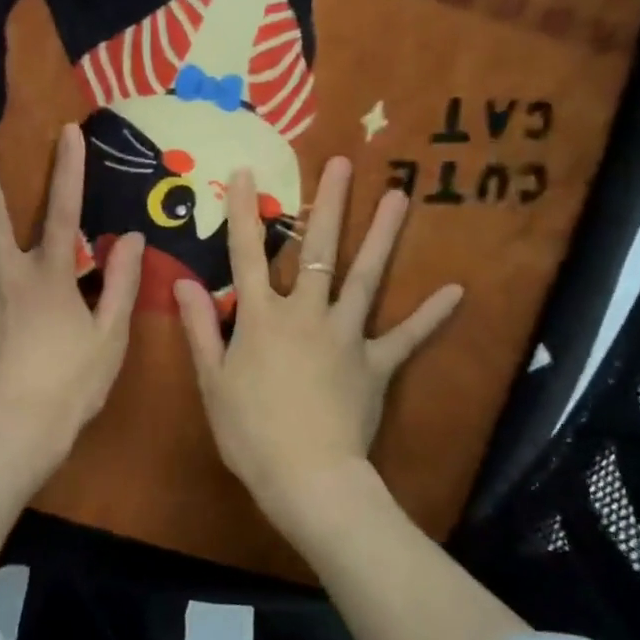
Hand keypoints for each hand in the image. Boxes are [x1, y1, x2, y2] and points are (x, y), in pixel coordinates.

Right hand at [173, 157, 462, 533]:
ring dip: (382, 235)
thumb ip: (198, 327)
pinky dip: (430, 315)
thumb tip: (182, 281)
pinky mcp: (376, 364)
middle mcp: (306, 313)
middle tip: (342, 163)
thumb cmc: (249, 431)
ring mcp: (346, 336)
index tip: (248, 172)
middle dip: (328, 204)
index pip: (247, 254)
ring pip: (366, 277)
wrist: (306, 476)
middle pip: (318, 250)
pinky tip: (456, 290)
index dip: (246, 212)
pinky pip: (406, 337)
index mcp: (261, 317)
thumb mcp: (212, 380)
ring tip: (398, 196)